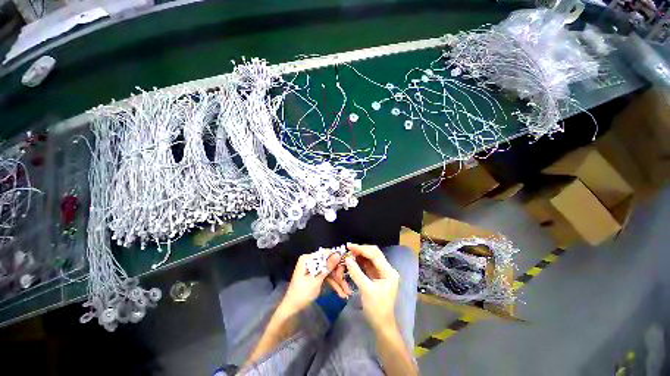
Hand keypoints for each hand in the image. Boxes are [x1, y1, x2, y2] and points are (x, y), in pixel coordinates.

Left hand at [281, 249, 347, 312]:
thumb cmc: (302, 293)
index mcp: (308, 259)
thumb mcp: (316, 280)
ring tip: (347, 291)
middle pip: (329, 263)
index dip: (336, 258)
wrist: (292, 310)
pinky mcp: (317, 276)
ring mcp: (315, 269)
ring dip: (338, 281)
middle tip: (346, 283)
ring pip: (330, 271)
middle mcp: (311, 261)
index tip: (346, 265)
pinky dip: (334, 284)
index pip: (325, 253)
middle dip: (338, 273)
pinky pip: (327, 277)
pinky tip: (341, 293)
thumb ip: (327, 267)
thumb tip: (338, 254)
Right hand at [344, 243, 399, 329]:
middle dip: (361, 250)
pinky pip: (368, 265)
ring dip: (360, 255)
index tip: (349, 246)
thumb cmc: (376, 308)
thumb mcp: (366, 290)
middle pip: (374, 254)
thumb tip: (347, 259)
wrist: (381, 324)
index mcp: (388, 272)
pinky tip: (353, 259)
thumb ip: (356, 273)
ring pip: (370, 258)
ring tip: (349, 252)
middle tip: (348, 248)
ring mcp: (382, 273)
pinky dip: (360, 262)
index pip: (375, 255)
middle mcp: (387, 269)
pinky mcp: (376, 277)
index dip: (362, 249)